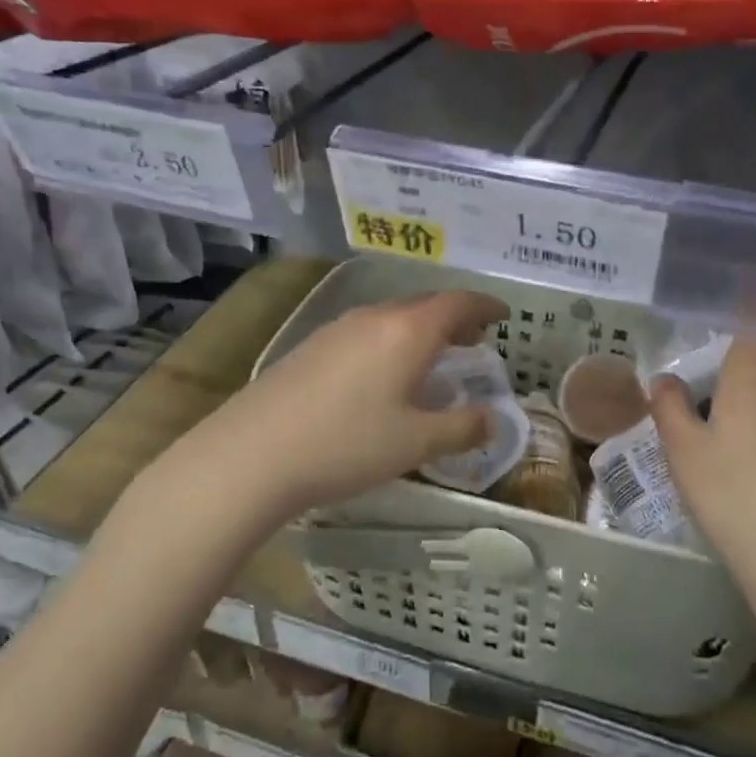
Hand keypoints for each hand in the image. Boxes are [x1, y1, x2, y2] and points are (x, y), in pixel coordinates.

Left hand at [187, 290, 510, 519]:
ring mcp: (337, 329)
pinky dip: (391, 342)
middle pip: (424, 306)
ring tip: (433, 357)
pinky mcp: (311, 347)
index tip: (503, 315)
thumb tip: (493, 419)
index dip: (484, 306)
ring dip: (420, 331)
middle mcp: (373, 318)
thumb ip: (462, 428)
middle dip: (455, 319)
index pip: (457, 303)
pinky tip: (384, 375)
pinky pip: (366, 332)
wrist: (252, 453)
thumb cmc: (347, 444)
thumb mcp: (416, 443)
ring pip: (392, 318)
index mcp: (407, 331)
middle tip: (474, 339)